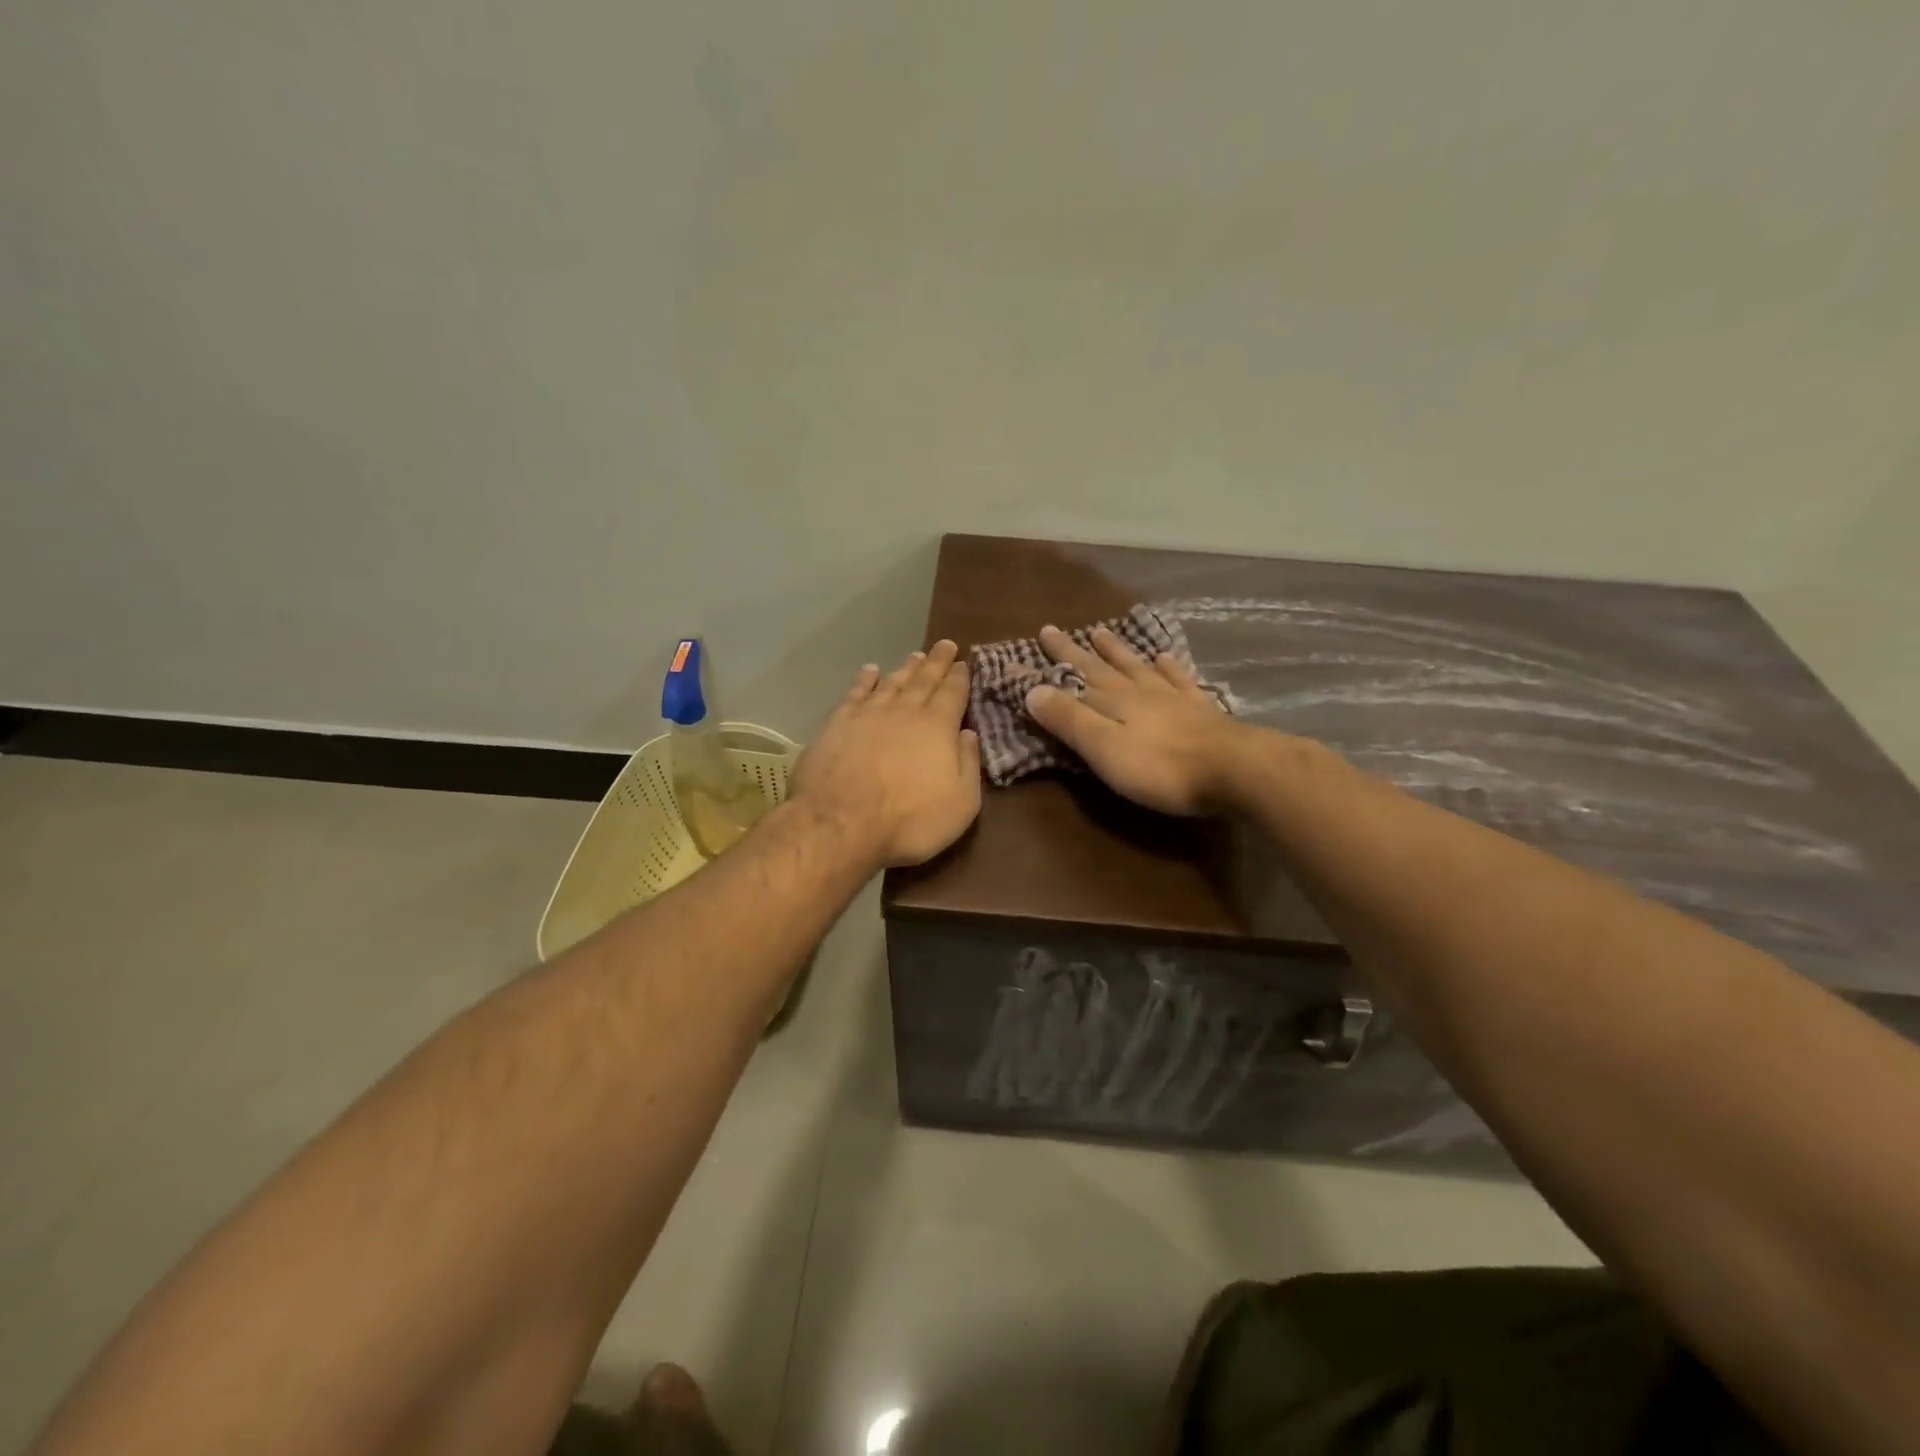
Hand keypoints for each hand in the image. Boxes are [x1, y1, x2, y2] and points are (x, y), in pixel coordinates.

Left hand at [793, 640, 982, 867]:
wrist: (841, 824)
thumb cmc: (910, 820)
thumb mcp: (961, 802)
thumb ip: (968, 764)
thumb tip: (969, 733)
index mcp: (938, 727)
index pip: (953, 693)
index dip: (960, 677)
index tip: (964, 662)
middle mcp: (905, 711)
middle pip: (924, 680)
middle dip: (937, 663)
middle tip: (945, 645)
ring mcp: (868, 715)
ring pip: (892, 682)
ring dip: (905, 668)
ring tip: (916, 656)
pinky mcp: (837, 724)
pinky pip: (855, 693)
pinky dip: (865, 680)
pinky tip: (870, 670)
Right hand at [1024, 625, 1252, 816]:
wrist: (1234, 769)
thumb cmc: (1161, 767)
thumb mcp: (1104, 748)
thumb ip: (1069, 719)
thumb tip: (1031, 690)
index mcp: (1111, 702)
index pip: (1069, 681)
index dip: (1044, 669)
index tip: (1020, 652)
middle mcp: (1138, 691)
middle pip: (1100, 667)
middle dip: (1074, 650)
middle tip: (1053, 629)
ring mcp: (1171, 697)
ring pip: (1136, 667)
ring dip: (1116, 651)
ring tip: (1101, 632)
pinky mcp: (1200, 710)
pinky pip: (1178, 679)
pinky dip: (1167, 666)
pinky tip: (1163, 656)